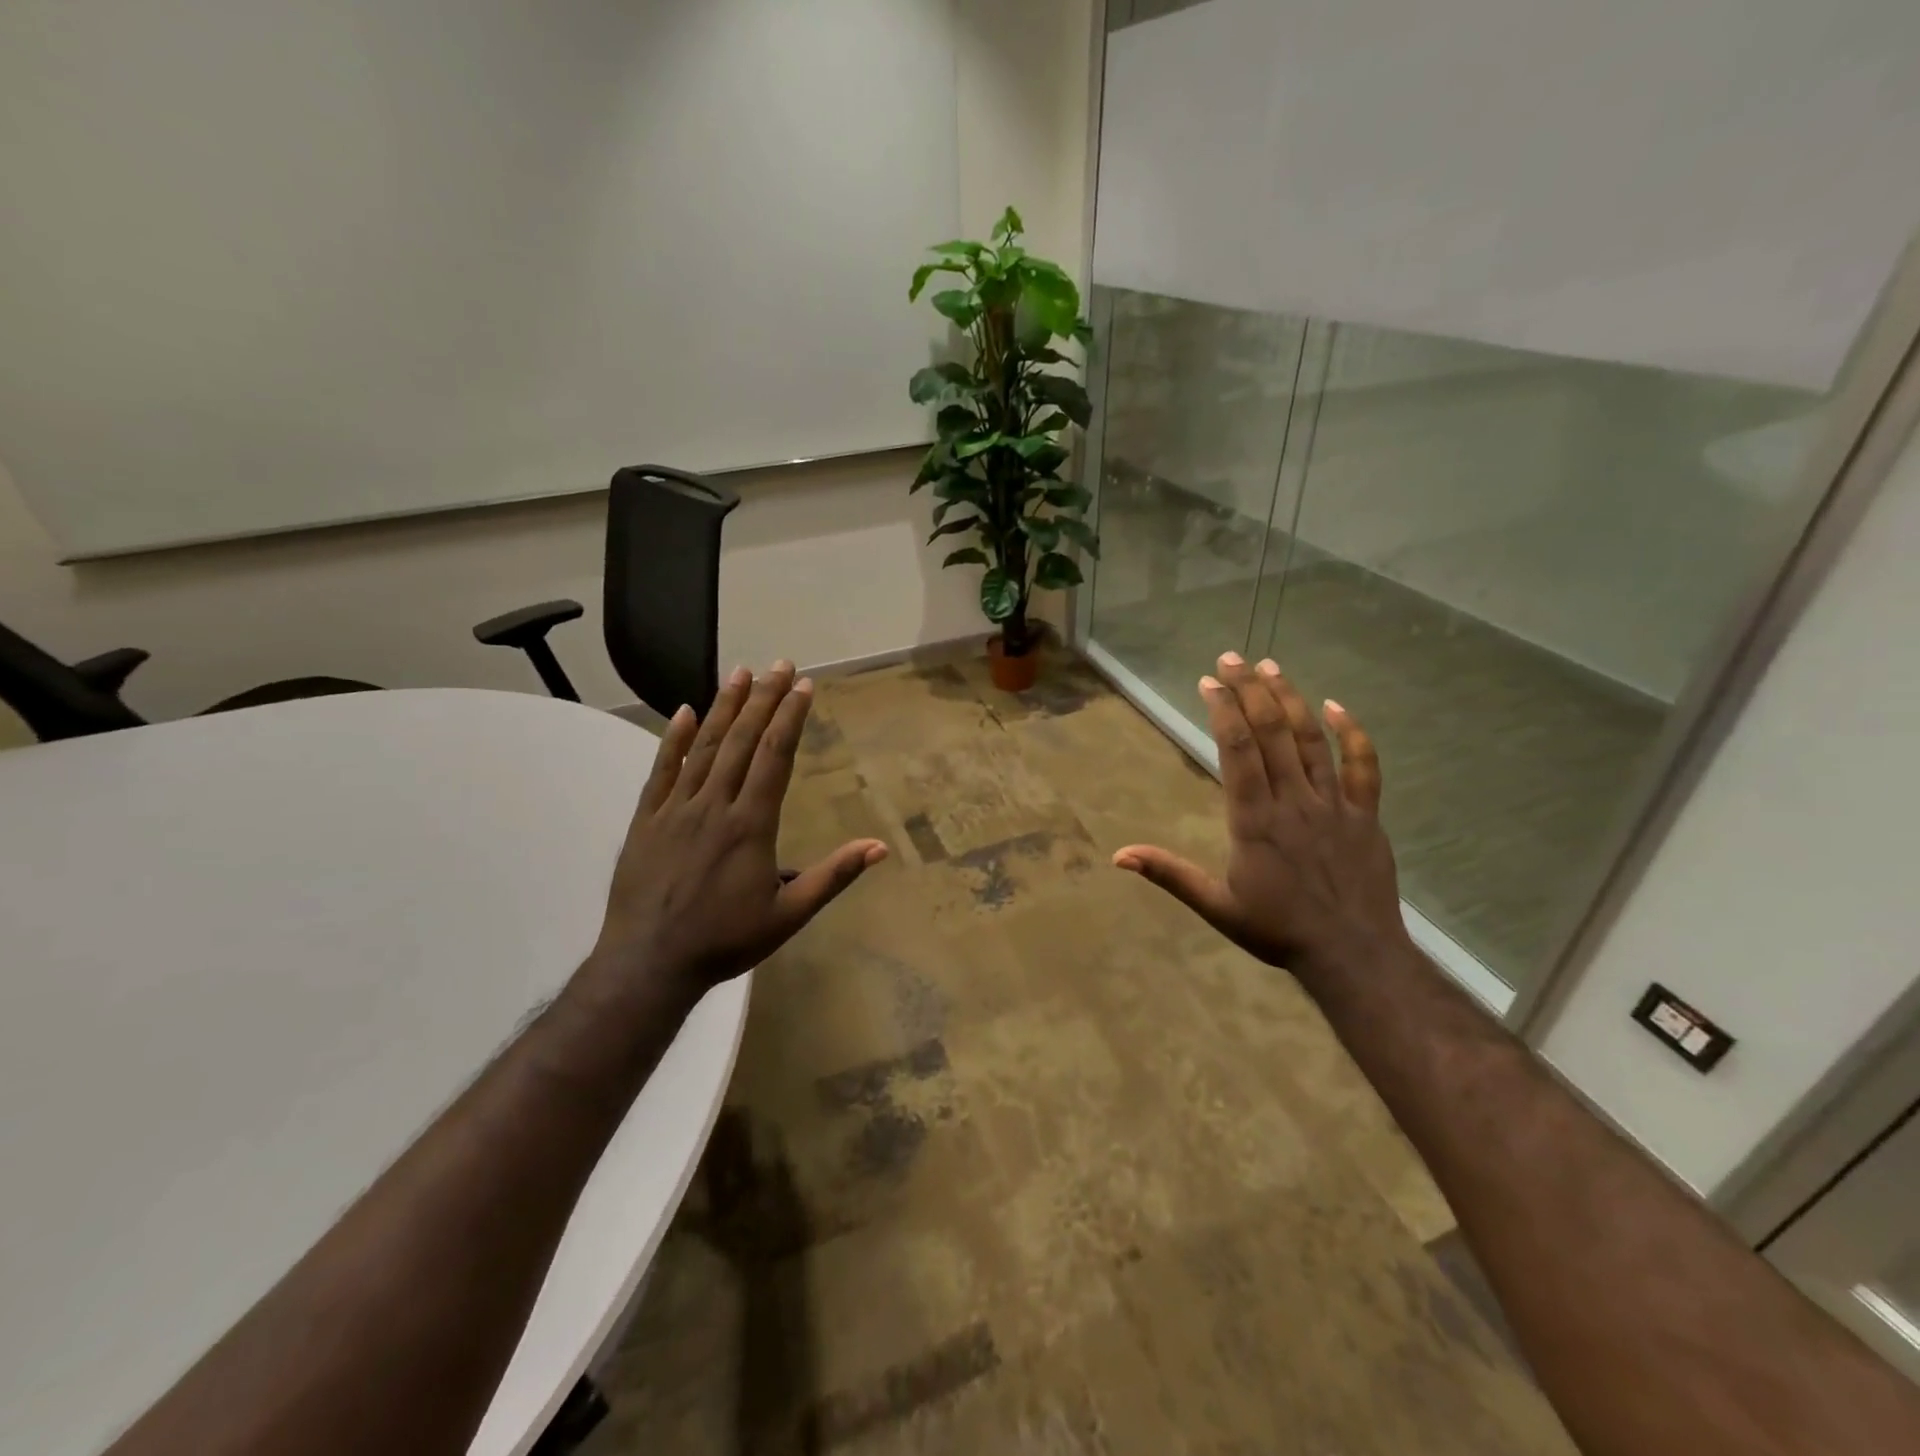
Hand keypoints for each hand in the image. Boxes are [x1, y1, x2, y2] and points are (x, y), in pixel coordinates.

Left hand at [582, 662, 887, 1005]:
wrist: (649, 964)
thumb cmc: (725, 941)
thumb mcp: (789, 916)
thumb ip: (833, 876)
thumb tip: (879, 846)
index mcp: (751, 825)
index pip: (775, 757)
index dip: (790, 717)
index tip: (803, 685)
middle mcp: (714, 805)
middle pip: (743, 741)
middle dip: (763, 699)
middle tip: (779, 664)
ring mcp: (676, 809)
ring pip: (705, 747)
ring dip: (725, 707)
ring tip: (739, 672)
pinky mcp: (646, 820)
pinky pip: (662, 771)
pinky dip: (674, 739)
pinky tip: (685, 711)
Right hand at [1113, 653, 1409, 976]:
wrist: (1353, 955)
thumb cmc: (1278, 931)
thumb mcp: (1215, 906)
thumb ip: (1169, 874)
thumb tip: (1118, 856)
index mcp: (1254, 820)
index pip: (1237, 751)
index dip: (1223, 711)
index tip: (1208, 681)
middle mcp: (1293, 801)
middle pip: (1272, 732)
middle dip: (1250, 690)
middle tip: (1232, 657)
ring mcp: (1333, 804)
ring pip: (1311, 740)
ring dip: (1290, 699)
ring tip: (1271, 667)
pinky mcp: (1364, 814)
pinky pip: (1362, 766)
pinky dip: (1352, 733)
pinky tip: (1336, 705)